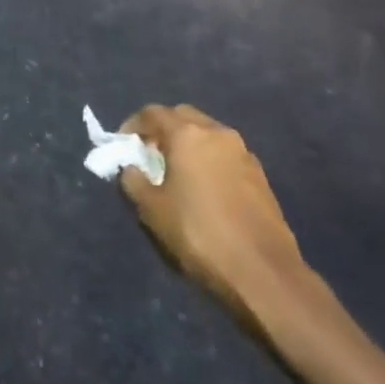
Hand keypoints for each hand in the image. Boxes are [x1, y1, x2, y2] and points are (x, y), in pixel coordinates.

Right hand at [119, 105, 310, 334]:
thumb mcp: (151, 210)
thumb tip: (131, 168)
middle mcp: (217, 133)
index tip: (122, 145)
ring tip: (175, 173)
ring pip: (207, 134)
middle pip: (182, 117)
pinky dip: (208, 160)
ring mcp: (243, 152)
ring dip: (187, 144)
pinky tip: (203, 189)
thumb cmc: (198, 234)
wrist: (261, 270)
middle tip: (149, 155)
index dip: (132, 125)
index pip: (152, 113)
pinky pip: (224, 155)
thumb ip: (133, 180)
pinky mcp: (259, 174)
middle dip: (162, 130)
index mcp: (187, 135)